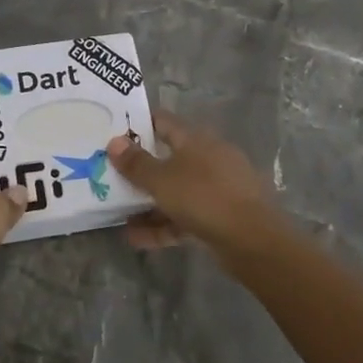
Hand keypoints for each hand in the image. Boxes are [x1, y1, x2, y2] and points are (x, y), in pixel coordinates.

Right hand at [106, 111, 281, 269]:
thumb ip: (136, 163)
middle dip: (140, 170)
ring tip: (118, 215)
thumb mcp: (162, 180)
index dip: (139, 125)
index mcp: (196, 140)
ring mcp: (216, 189)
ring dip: (147, 203)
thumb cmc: (203, 197)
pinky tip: (136, 238)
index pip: (164, 122)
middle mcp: (208, 159)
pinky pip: (184, 217)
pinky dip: (162, 225)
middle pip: (168, 159)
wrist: (253, 240)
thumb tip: (114, 142)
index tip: (113, 132)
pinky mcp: (220, 217)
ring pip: (175, 191)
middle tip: (110, 176)